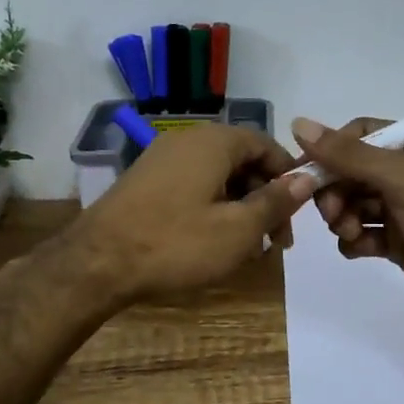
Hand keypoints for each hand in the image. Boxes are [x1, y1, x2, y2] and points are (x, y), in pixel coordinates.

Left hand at [65, 124, 316, 304]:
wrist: (96, 263)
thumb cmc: (176, 243)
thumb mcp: (237, 229)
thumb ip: (275, 201)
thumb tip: (306, 179)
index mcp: (215, 142)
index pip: (267, 145)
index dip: (288, 177)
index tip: (297, 215)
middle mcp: (188, 140)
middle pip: (242, 161)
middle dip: (265, 199)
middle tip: (275, 242)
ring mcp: (162, 159)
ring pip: (218, 177)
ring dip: (240, 208)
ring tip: (248, 249)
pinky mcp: (145, 182)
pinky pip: (193, 186)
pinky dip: (212, 209)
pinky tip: (214, 243)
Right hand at [293, 116, 403, 322]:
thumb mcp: (399, 178)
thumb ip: (349, 154)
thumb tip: (298, 124)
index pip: (360, 134)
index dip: (331, 151)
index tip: (305, 172)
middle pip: (351, 170)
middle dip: (336, 192)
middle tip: (332, 214)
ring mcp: (402, 206)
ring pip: (353, 202)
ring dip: (344, 218)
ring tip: (351, 234)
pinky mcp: (397, 238)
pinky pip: (362, 231)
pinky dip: (355, 240)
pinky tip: (360, 249)